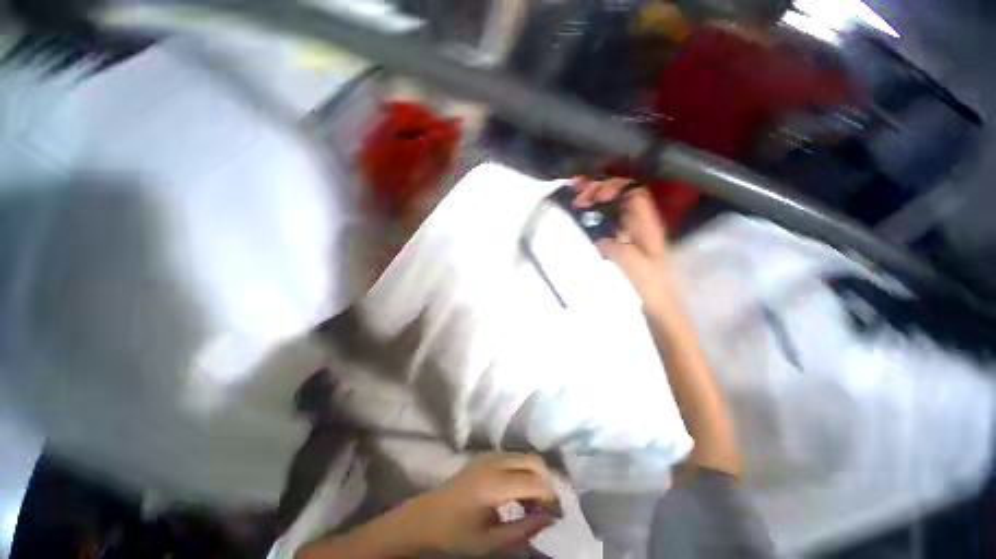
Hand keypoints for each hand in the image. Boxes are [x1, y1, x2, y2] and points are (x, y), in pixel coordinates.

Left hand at [409, 453, 561, 555]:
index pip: (534, 482)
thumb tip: (550, 518)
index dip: (551, 498)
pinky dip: (524, 472)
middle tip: (550, 509)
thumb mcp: (490, 543)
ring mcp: (490, 455)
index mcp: (495, 484)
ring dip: (536, 477)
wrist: (427, 516)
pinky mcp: (487, 455)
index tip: (559, 516)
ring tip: (535, 506)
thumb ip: (523, 530)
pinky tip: (520, 495)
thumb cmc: (456, 534)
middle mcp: (495, 461)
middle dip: (547, 483)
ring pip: (525, 457)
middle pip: (534, 461)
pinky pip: (514, 458)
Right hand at [571, 177, 673, 309]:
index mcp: (647, 224)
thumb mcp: (637, 269)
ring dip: (593, 199)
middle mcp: (637, 222)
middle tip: (577, 196)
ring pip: (610, 206)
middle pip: (620, 195)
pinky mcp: (617, 241)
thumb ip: (620, 251)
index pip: (635, 193)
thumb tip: (600, 238)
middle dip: (599, 189)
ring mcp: (626, 231)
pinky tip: (578, 213)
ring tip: (574, 198)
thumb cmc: (651, 287)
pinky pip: (603, 220)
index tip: (596, 197)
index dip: (616, 188)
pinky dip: (591, 213)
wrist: (656, 305)